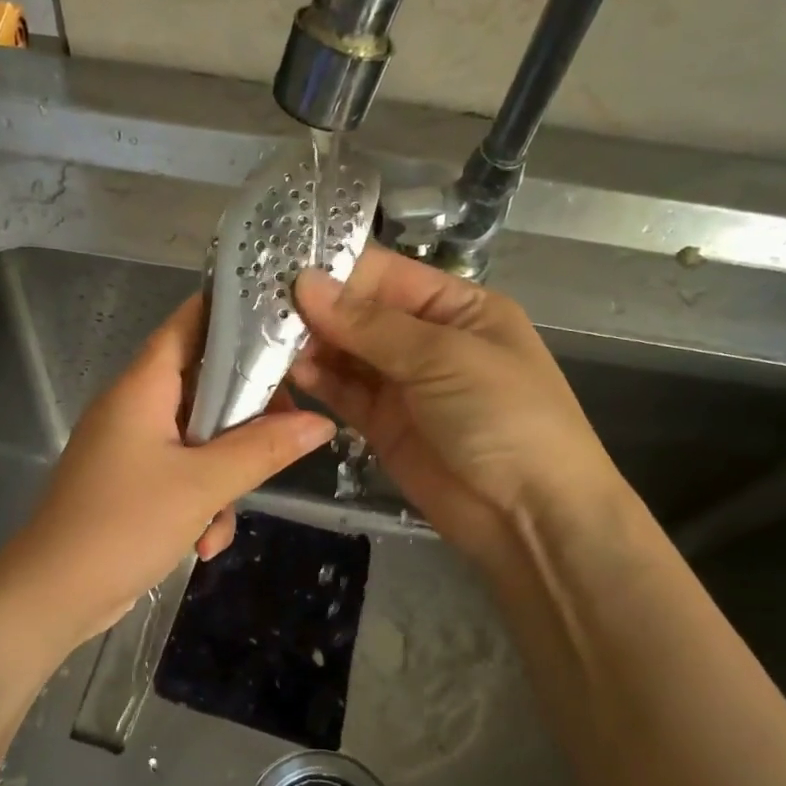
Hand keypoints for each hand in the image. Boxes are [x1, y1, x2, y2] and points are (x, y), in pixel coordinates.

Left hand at [0, 294, 336, 645]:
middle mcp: (135, 408)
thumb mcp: (202, 486)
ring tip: (223, 521)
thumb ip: (263, 449)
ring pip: (200, 440)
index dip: (235, 314)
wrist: (53, 595)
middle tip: (285, 436)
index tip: (285, 325)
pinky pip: (181, 476)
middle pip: (205, 386)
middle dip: (246, 418)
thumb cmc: (124, 525)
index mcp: (143, 387)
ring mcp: (130, 448)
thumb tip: (322, 421)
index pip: (190, 322)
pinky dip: (199, 505)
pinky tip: (202, 545)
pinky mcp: (130, 484)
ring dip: (223, 478)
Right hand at [291, 245, 622, 570]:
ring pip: (346, 354)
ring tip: (261, 338)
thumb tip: (306, 283)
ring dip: (309, 346)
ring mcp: (402, 384)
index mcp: (456, 307)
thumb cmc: (503, 417)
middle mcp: (426, 339)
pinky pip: (344, 393)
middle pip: (359, 314)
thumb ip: (370, 324)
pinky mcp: (382, 425)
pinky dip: (318, 382)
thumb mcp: (443, 357)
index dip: (335, 270)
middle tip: (256, 305)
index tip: (278, 268)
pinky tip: (287, 372)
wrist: (529, 516)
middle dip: (314, 309)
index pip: (385, 275)